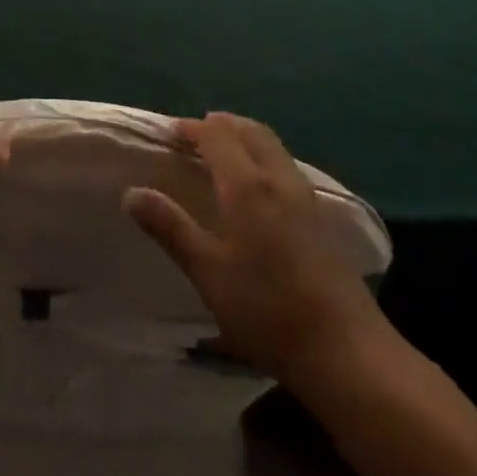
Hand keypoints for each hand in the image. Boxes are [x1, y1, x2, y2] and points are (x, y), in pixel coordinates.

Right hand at [125, 112, 386, 383]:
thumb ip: (170, 228)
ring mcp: (305, 197)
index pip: (217, 134)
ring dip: (245, 139)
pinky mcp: (321, 218)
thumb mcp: (207, 271)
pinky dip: (263, 158)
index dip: (192, 128)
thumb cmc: (266, 308)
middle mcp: (278, 179)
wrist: (345, 350)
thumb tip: (132, 193)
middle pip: (251, 131)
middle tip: (194, 137)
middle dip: (221, 125)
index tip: (168, 134)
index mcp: (247, 185)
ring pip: (272, 147)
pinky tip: (255, 189)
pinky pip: (285, 166)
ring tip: (221, 156)